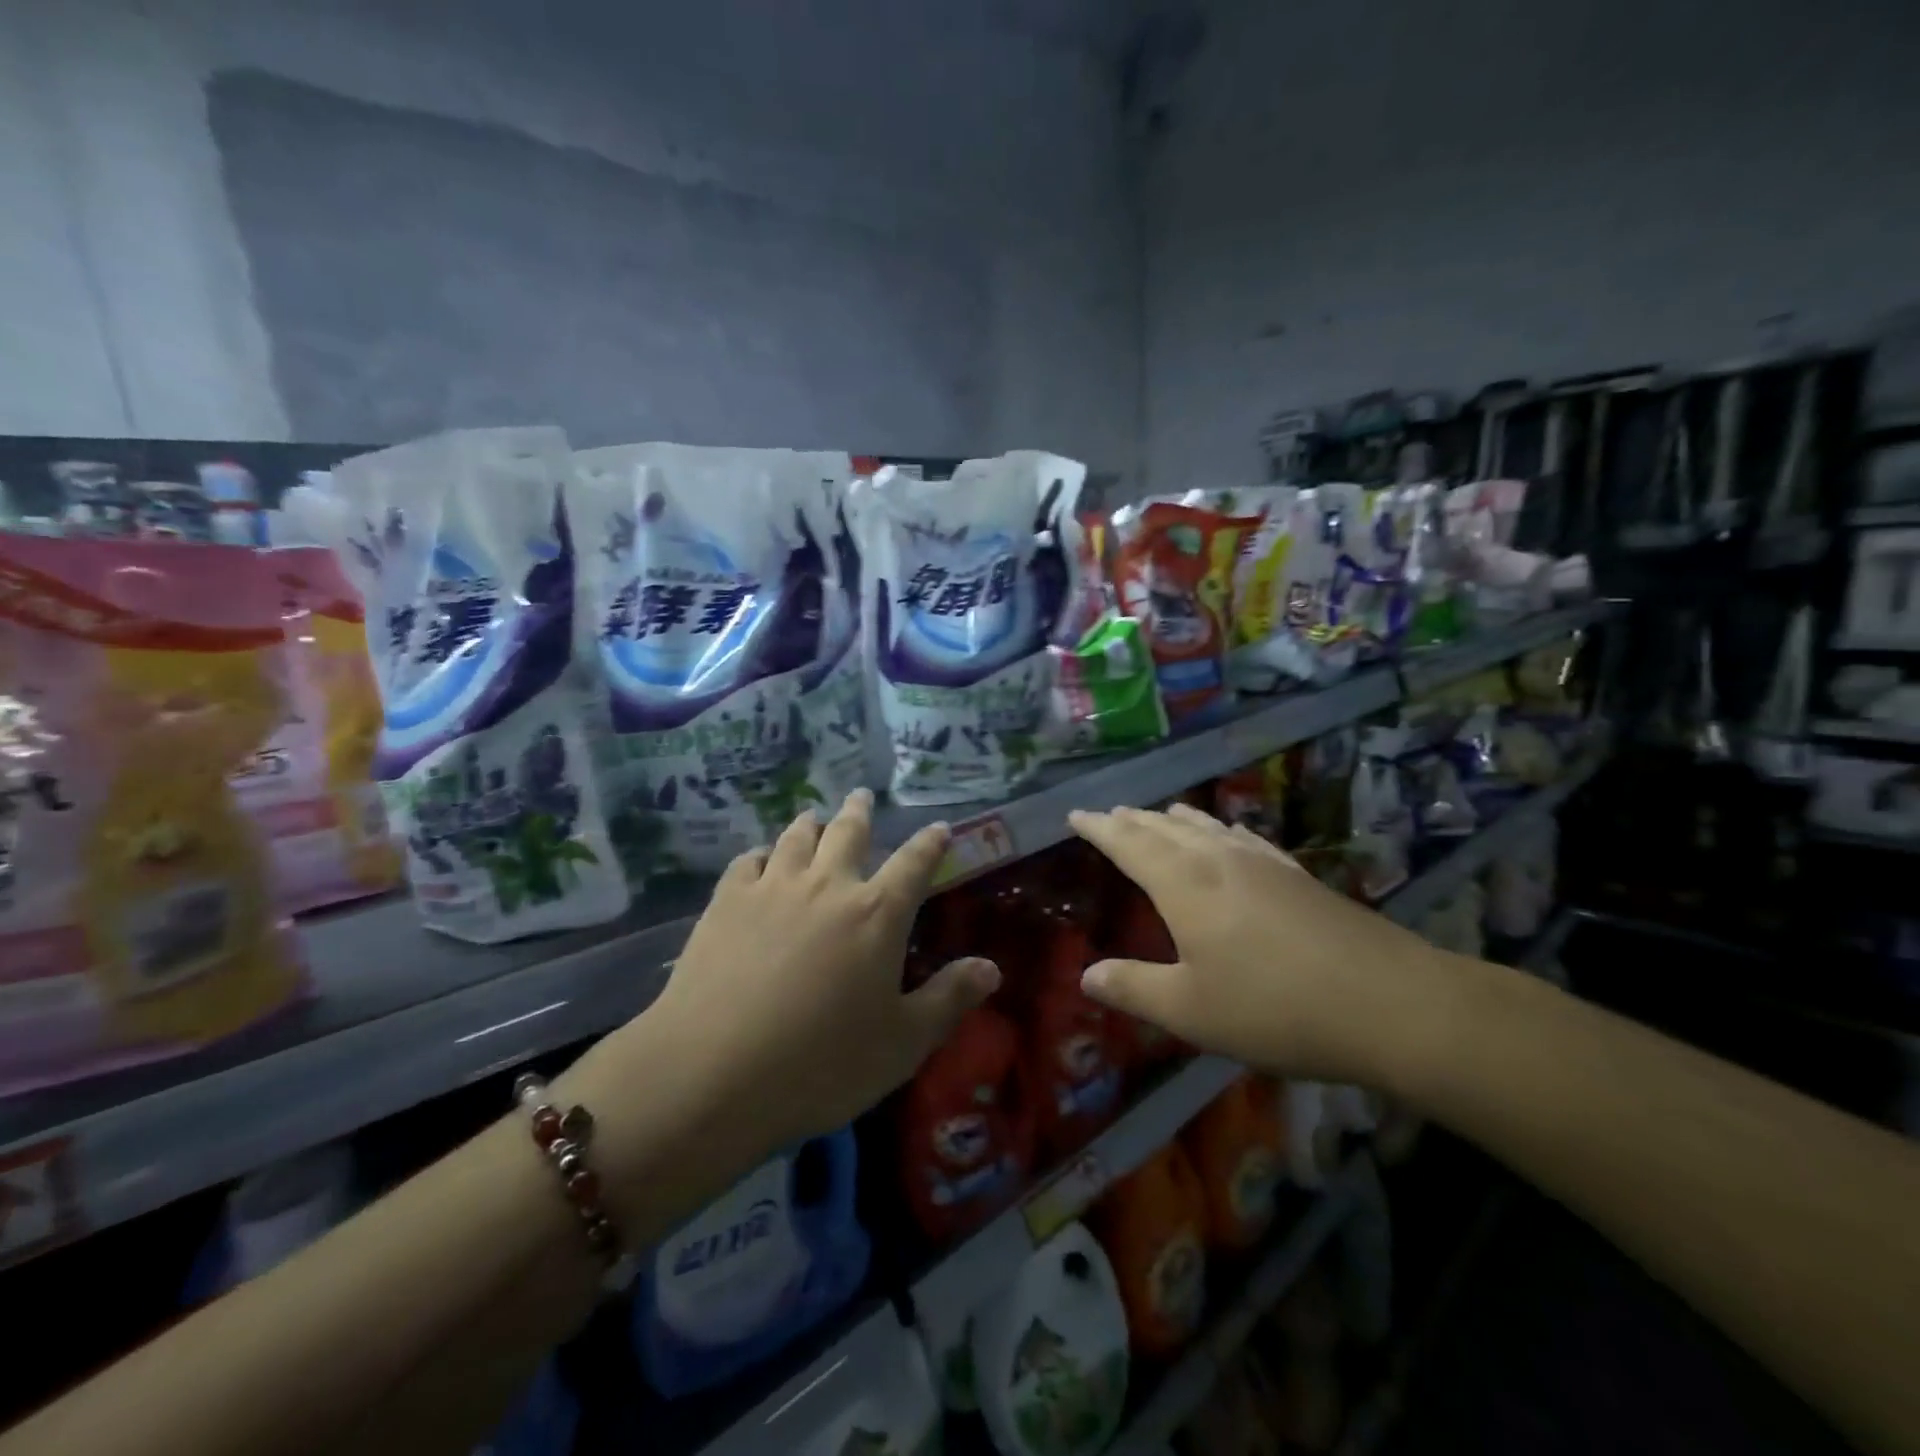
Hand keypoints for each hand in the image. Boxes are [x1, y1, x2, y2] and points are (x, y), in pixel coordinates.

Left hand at [630, 790, 999, 1157]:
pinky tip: (759, 857)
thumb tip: (992, 967)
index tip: (940, 827)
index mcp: (877, 914)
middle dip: (860, 812)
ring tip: (814, 814)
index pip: (915, 863)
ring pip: (796, 837)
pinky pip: (747, 861)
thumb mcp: (902, 1043)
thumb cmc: (822, 1064)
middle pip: (848, 833)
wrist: (714, 1071)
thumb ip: (948, 999)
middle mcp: (828, 885)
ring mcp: (773, 888)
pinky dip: (760, 853)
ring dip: (810, 822)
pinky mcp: (726, 902)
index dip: (931, 843)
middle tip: (862, 796)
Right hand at [1068, 803, 1450, 1085]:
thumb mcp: (1190, 1011)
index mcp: (1184, 885)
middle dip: (1133, 820)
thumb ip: (1133, 989)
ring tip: (1158, 814)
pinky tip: (1229, 835)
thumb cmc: (1274, 1008)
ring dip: (1174, 819)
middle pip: (1165, 828)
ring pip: (1206, 827)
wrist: (1390, 1003)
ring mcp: (1263, 863)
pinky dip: (1221, 830)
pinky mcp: (1297, 875)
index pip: (1129, 844)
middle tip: (1110, 814)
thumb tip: (1086, 974)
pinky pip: (1244, 838)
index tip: (1076, 814)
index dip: (1100, 828)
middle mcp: (1218, 861)